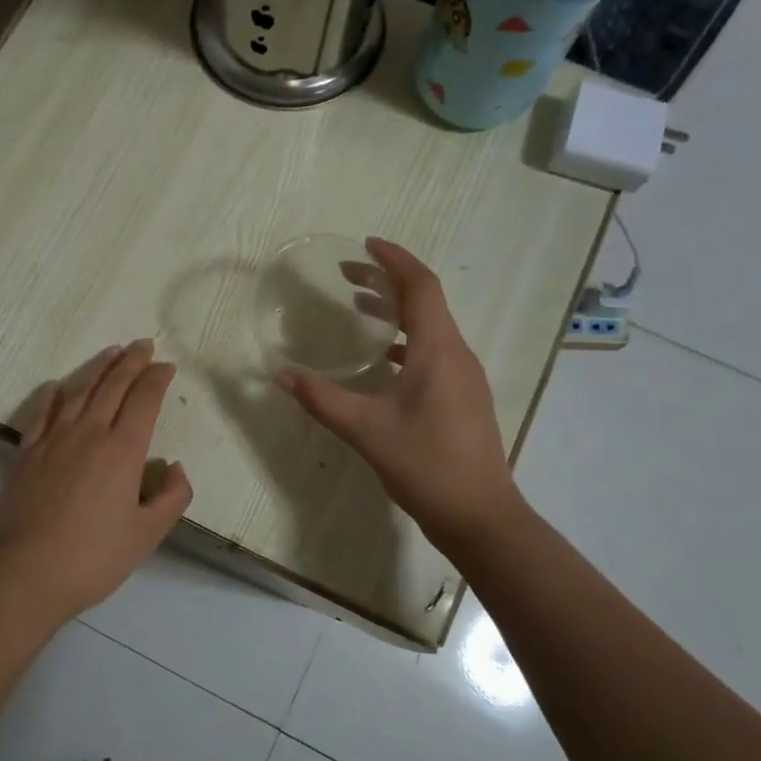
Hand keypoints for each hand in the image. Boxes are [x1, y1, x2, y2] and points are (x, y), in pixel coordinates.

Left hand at [0, 340, 193, 623]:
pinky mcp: (26, 453)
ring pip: (79, 391)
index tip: (165, 366)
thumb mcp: (147, 534)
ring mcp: (53, 440)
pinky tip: (58, 386)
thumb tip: (174, 467)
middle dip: (131, 361)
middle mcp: (89, 433)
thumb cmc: (94, 557)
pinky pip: (42, 413)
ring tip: (110, 352)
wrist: (27, 573)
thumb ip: (172, 498)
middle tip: (142, 344)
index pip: (144, 400)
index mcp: (123, 450)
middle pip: (112, 386)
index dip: (156, 379)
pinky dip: (54, 394)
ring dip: (97, 368)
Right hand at [276, 238, 520, 552]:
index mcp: (438, 350)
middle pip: (425, 302)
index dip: (395, 260)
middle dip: (388, 282)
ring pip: (430, 327)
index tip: (365, 244)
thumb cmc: (426, 465)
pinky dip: (405, 341)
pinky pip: (433, 352)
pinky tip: (381, 360)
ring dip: (397, 311)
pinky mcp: (462, 397)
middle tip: (348, 275)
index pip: (421, 286)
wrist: (480, 516)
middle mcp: (456, 354)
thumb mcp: (366, 429)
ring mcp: (463, 377)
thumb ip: (322, 399)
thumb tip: (281, 375)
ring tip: (358, 308)